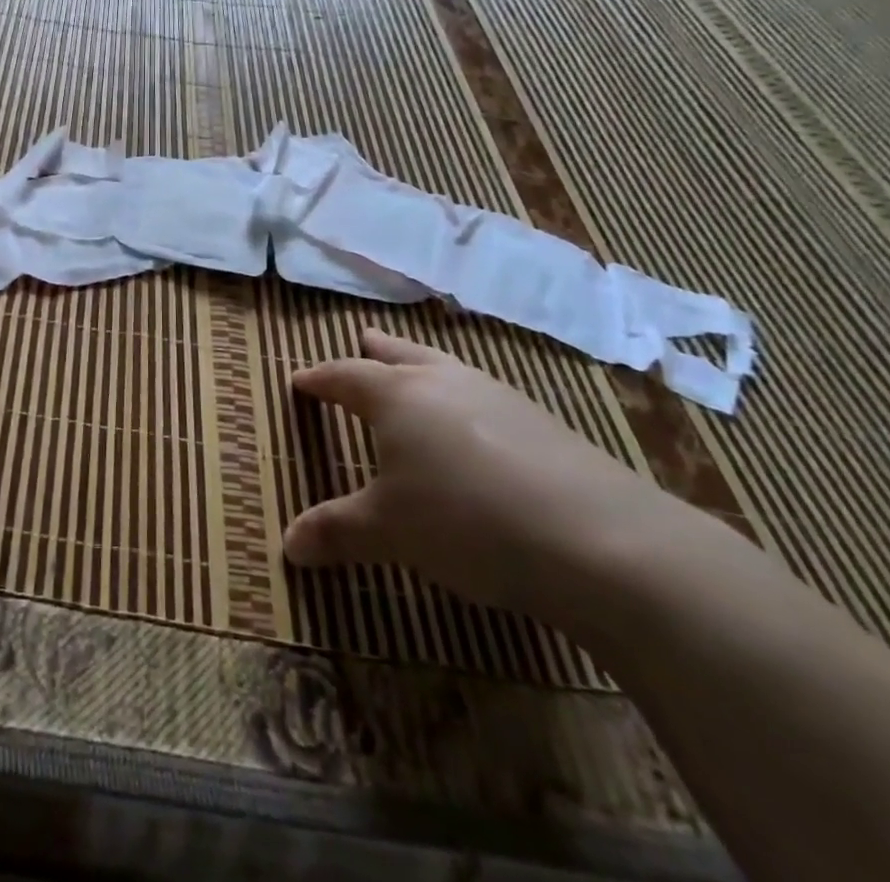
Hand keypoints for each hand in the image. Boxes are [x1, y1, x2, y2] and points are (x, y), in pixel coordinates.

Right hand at [284, 330, 691, 628]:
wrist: (601, 541)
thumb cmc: (466, 521)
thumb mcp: (389, 532)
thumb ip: (336, 531)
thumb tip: (288, 547)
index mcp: (395, 395)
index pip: (344, 375)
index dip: (318, 379)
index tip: (300, 381)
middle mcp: (442, 381)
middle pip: (399, 353)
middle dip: (374, 350)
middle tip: (362, 342)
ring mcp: (497, 396)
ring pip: (446, 367)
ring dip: (423, 367)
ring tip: (417, 375)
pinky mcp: (542, 421)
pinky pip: (484, 395)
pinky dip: (464, 398)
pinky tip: (476, 428)